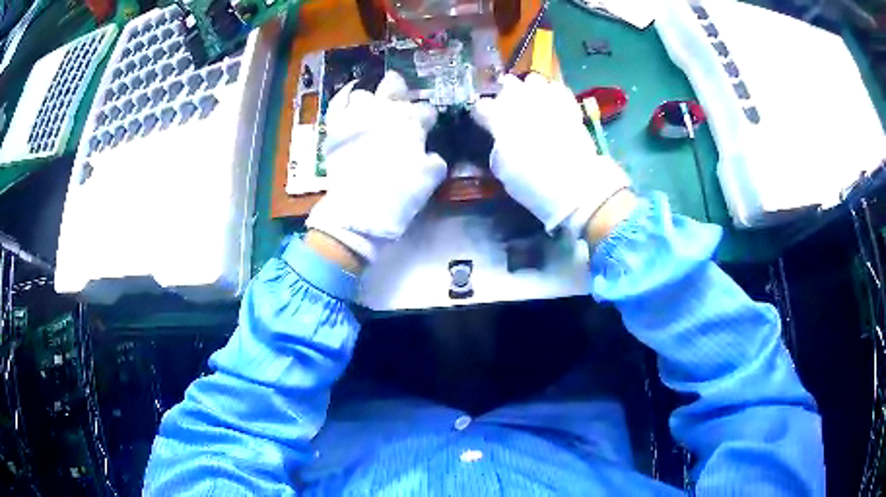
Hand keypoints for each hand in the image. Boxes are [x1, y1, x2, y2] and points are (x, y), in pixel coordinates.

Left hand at [306, 71, 446, 264]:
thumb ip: (433, 160)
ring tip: (373, 107)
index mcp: (411, 122)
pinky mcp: (335, 126)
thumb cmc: (399, 194)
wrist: (360, 210)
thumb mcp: (430, 179)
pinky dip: (344, 96)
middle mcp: (385, 111)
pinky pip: (337, 102)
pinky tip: (350, 93)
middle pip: (395, 86)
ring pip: (365, 93)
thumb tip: (430, 154)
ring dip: (372, 99)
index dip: (427, 119)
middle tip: (400, 102)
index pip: (426, 111)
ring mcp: (357, 115)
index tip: (426, 128)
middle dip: (401, 91)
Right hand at [473, 74, 631, 241]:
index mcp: (500, 118)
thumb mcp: (503, 170)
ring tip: (531, 99)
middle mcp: (522, 101)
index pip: (482, 105)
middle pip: (507, 83)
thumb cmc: (533, 183)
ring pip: (533, 79)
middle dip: (505, 92)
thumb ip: (497, 145)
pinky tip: (552, 104)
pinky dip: (552, 93)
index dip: (481, 113)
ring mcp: (547, 100)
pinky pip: (557, 88)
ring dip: (529, 88)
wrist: (575, 186)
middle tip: (506, 104)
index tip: (483, 120)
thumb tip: (499, 137)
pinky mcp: (569, 105)